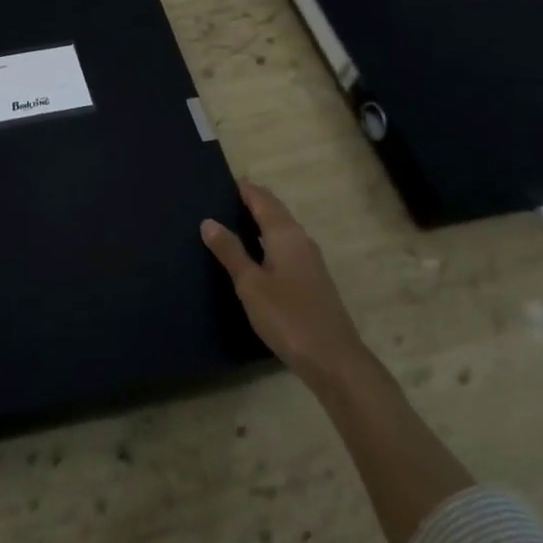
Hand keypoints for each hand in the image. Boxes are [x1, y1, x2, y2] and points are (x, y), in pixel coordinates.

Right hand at [201, 182, 371, 392]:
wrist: (334, 360)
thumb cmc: (288, 316)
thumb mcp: (250, 284)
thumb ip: (230, 251)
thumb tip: (208, 221)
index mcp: (285, 233)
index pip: (261, 198)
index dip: (242, 188)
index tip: (218, 183)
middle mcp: (300, 239)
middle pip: (273, 211)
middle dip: (249, 203)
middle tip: (217, 203)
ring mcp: (310, 260)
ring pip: (280, 230)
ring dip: (258, 224)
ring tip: (229, 228)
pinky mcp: (312, 280)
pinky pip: (285, 248)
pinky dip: (266, 243)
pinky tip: (253, 258)